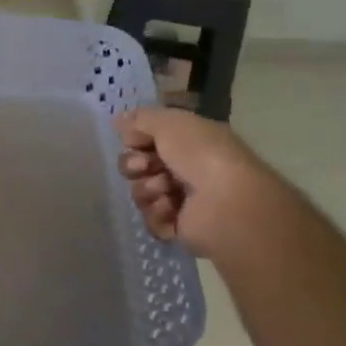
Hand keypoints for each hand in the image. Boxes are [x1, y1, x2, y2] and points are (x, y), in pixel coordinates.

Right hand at [115, 107, 272, 257]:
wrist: (226, 201)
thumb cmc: (202, 155)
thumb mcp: (171, 123)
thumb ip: (142, 118)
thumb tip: (119, 120)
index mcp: (188, 142)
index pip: (146, 139)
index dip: (134, 139)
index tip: (133, 141)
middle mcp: (185, 168)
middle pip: (138, 166)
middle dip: (134, 165)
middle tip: (144, 167)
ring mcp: (182, 199)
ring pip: (141, 192)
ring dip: (147, 189)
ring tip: (166, 191)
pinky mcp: (178, 226)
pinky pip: (151, 219)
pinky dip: (158, 213)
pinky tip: (172, 209)